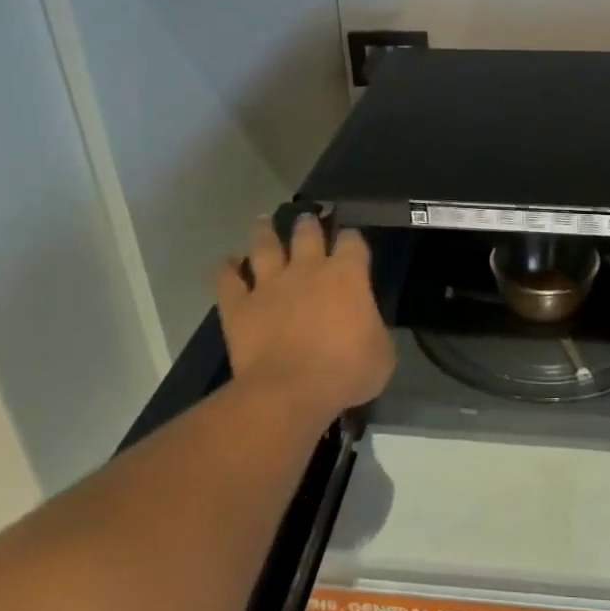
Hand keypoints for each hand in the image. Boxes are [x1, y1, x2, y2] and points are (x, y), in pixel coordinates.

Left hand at [217, 215, 394, 422]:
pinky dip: (227, 269)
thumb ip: (373, 329)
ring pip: (264, 245)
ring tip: (263, 222)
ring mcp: (269, 285)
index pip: (352, 242)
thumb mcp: (382, 353)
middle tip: (306, 218)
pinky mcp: (239, 306)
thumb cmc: (346, 372)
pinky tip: (228, 263)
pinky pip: (228, 280)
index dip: (352, 239)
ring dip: (263, 231)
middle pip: (306, 233)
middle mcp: (307, 270)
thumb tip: (365, 325)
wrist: (291, 392)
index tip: (352, 242)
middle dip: (308, 223)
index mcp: (347, 276)